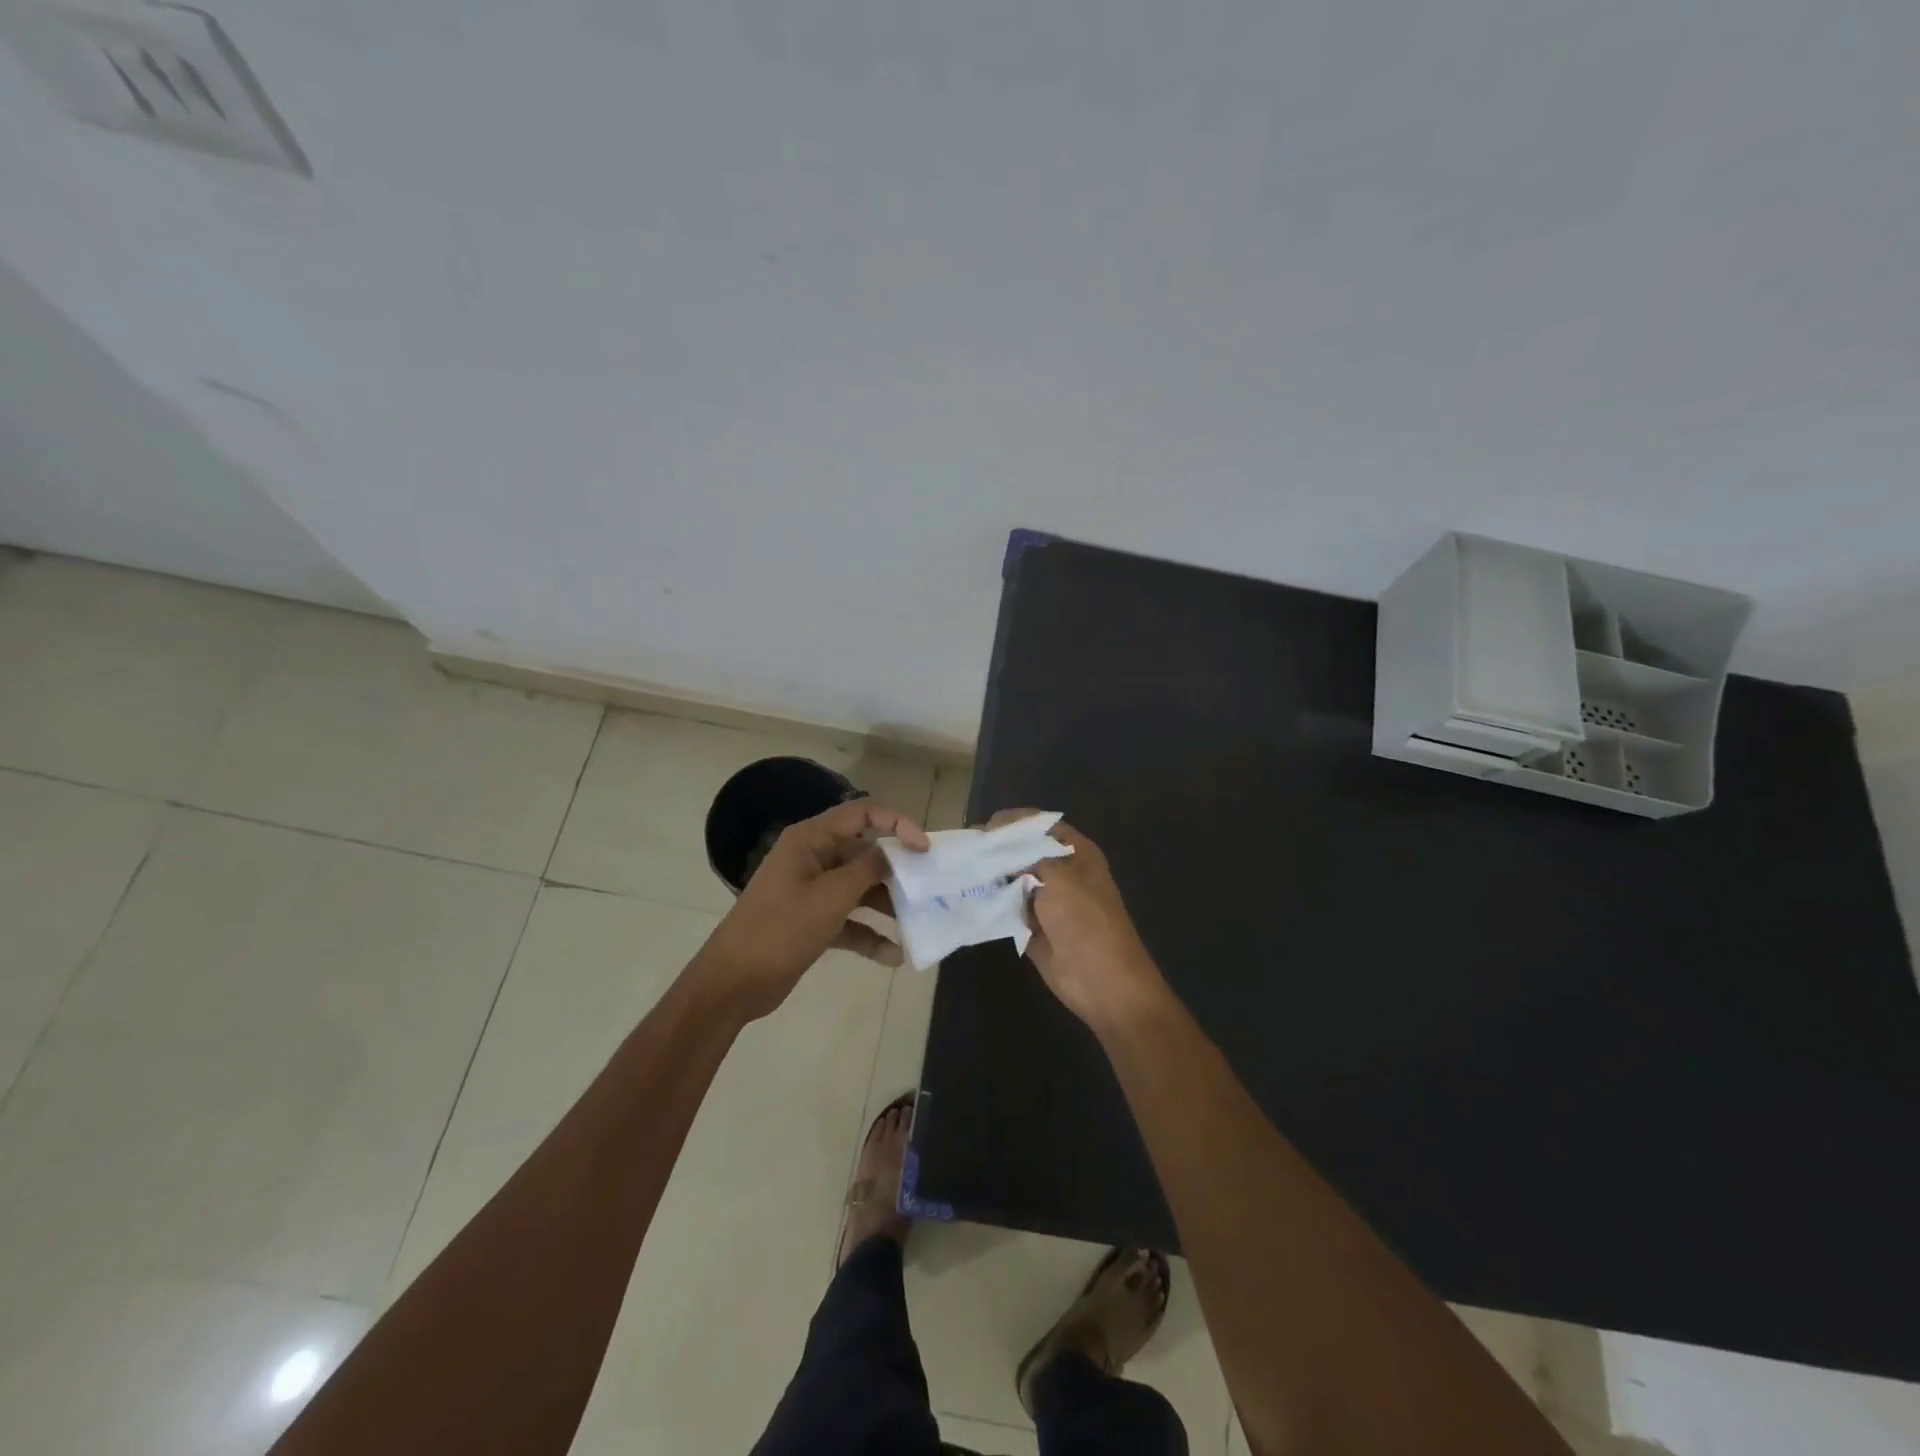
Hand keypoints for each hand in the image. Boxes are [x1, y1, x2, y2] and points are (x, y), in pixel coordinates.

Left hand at [693, 798, 927, 1021]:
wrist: (734, 982)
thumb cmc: (781, 929)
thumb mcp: (831, 896)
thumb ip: (868, 870)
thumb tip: (893, 854)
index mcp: (811, 840)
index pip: (862, 814)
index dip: (897, 824)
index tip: (924, 849)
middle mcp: (813, 858)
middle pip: (864, 853)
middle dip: (896, 871)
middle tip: (927, 889)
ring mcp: (812, 891)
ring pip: (860, 889)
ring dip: (886, 906)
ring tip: (916, 924)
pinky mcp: (812, 921)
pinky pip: (849, 920)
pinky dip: (869, 935)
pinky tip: (893, 957)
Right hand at [986, 810, 1168, 1029]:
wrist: (1101, 980)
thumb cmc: (1086, 921)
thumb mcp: (1059, 878)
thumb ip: (1029, 858)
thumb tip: (1001, 851)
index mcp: (1077, 853)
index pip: (1042, 826)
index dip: (1015, 822)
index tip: (985, 827)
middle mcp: (1062, 872)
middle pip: (1024, 852)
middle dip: (997, 850)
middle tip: (967, 850)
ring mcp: (1047, 900)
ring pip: (1013, 880)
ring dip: (991, 877)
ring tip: (961, 870)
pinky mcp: (1033, 926)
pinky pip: (1008, 908)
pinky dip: (991, 902)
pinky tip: (968, 895)